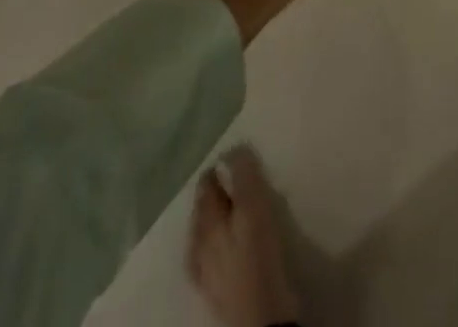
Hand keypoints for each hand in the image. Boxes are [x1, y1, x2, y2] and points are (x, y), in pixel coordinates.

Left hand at [187, 148, 300, 326]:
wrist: (259, 319)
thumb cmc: (257, 257)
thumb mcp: (254, 209)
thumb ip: (243, 178)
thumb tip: (233, 148)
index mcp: (206, 222)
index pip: (206, 185)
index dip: (220, 168)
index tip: (236, 156)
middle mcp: (198, 244)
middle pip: (204, 208)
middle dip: (216, 191)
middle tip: (237, 177)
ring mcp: (204, 270)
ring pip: (206, 231)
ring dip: (218, 214)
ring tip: (237, 205)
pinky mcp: (216, 288)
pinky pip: (213, 253)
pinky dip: (222, 239)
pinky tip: (232, 242)